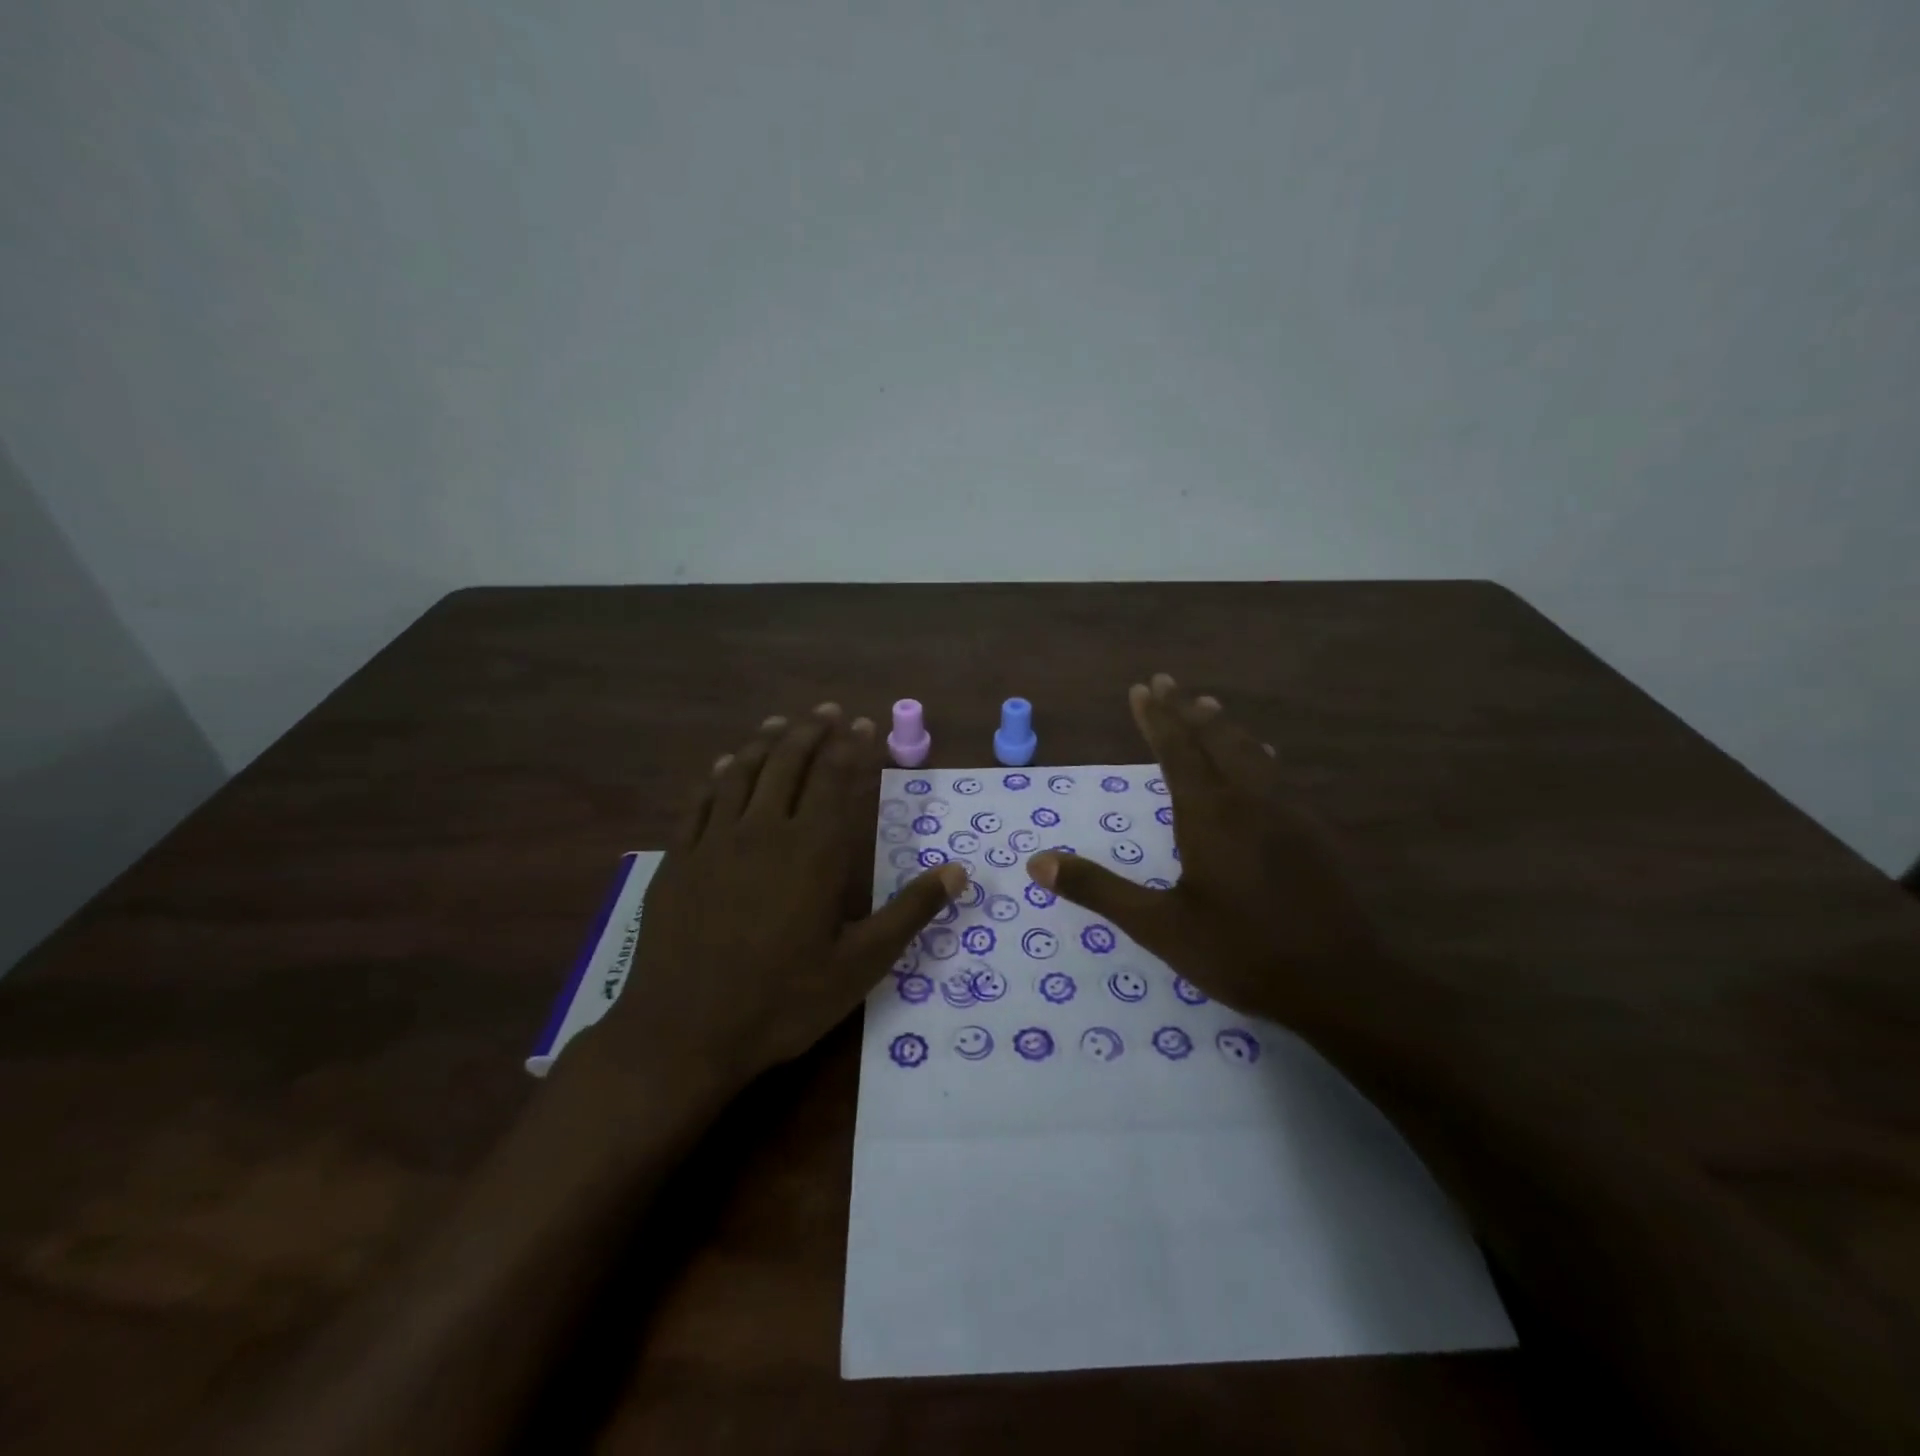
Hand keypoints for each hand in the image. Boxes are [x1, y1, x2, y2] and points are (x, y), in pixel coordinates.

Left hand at [598, 704, 963, 1090]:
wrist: (683, 1033)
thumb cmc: (782, 1001)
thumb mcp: (860, 965)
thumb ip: (909, 912)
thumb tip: (958, 872)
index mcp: (814, 852)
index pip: (837, 780)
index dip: (852, 746)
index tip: (863, 722)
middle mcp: (765, 832)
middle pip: (789, 763)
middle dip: (811, 731)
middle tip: (826, 709)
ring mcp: (715, 842)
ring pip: (742, 773)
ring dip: (764, 742)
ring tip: (781, 722)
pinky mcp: (679, 859)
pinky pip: (700, 802)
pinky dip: (716, 776)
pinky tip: (722, 766)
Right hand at [1026, 675, 1386, 1032]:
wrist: (1341, 983)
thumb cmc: (1241, 952)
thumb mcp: (1158, 926)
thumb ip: (1098, 889)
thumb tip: (1037, 863)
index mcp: (1209, 815)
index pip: (1177, 751)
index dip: (1157, 718)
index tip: (1142, 688)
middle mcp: (1249, 801)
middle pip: (1215, 740)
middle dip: (1186, 709)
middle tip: (1167, 681)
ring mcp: (1288, 814)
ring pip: (1251, 753)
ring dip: (1224, 727)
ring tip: (1210, 707)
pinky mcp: (1313, 833)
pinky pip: (1277, 775)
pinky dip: (1256, 754)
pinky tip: (1264, 761)